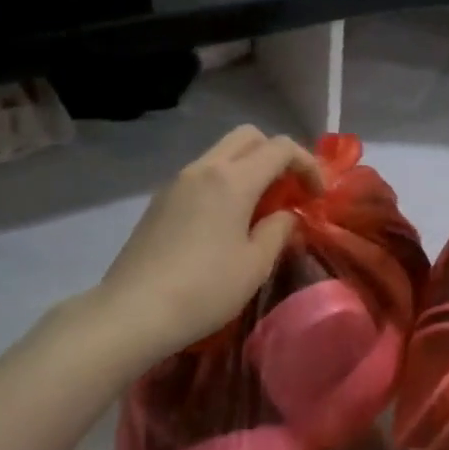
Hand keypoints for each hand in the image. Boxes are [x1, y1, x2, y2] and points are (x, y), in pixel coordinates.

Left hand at [47, 126, 321, 375]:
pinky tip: (226, 220)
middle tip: (289, 190)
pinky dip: (224, 181)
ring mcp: (177, 182)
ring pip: (222, 152)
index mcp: (232, 179)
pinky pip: (202, 174)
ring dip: (249, 167)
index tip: (317, 195)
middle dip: (276, 154)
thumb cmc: (204, 289)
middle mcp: (204, 169)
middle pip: (248, 136)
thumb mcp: (256, 264)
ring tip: (260, 207)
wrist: (132, 312)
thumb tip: (285, 215)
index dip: (307, 164)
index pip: (281, 147)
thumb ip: (279, 230)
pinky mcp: (160, 201)